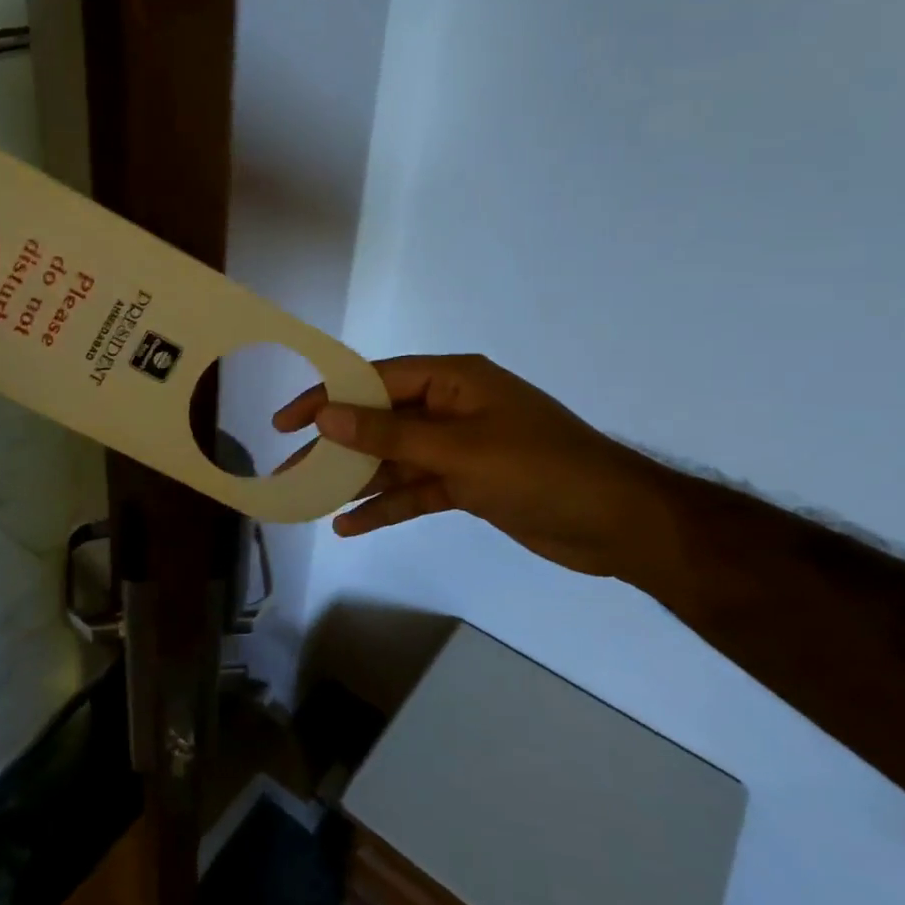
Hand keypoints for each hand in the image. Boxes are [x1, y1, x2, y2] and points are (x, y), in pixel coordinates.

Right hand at [274, 354, 670, 579]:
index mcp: (453, 380)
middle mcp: (452, 407)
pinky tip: (351, 524)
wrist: (617, 524)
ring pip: (395, 459)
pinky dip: (387, 505)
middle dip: (337, 446)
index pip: (376, 380)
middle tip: (290, 468)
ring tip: (309, 500)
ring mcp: (460, 447)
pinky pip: (416, 489)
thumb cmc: (538, 471)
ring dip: (357, 480)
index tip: (287, 422)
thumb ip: (390, 435)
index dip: (328, 398)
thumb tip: (327, 415)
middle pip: (381, 422)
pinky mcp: (468, 484)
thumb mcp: (458, 451)